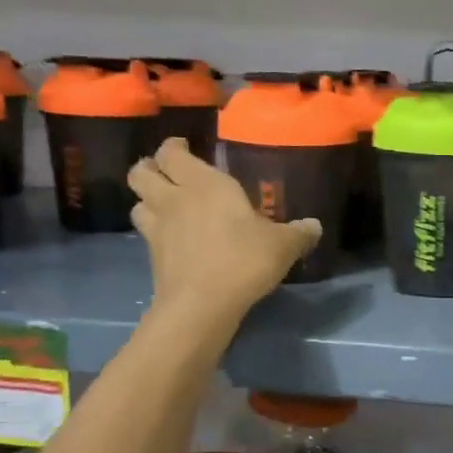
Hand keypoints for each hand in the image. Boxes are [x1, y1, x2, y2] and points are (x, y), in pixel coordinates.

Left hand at [130, 139, 320, 331]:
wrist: (202, 305)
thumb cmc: (243, 260)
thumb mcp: (282, 246)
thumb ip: (299, 233)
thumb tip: (314, 225)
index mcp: (205, 184)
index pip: (173, 153)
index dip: (174, 147)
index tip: (184, 147)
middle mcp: (175, 199)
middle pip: (142, 172)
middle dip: (151, 167)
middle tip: (168, 172)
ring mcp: (158, 228)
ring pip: (137, 202)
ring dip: (147, 199)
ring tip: (165, 204)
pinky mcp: (152, 256)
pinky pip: (146, 232)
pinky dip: (154, 230)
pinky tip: (172, 238)